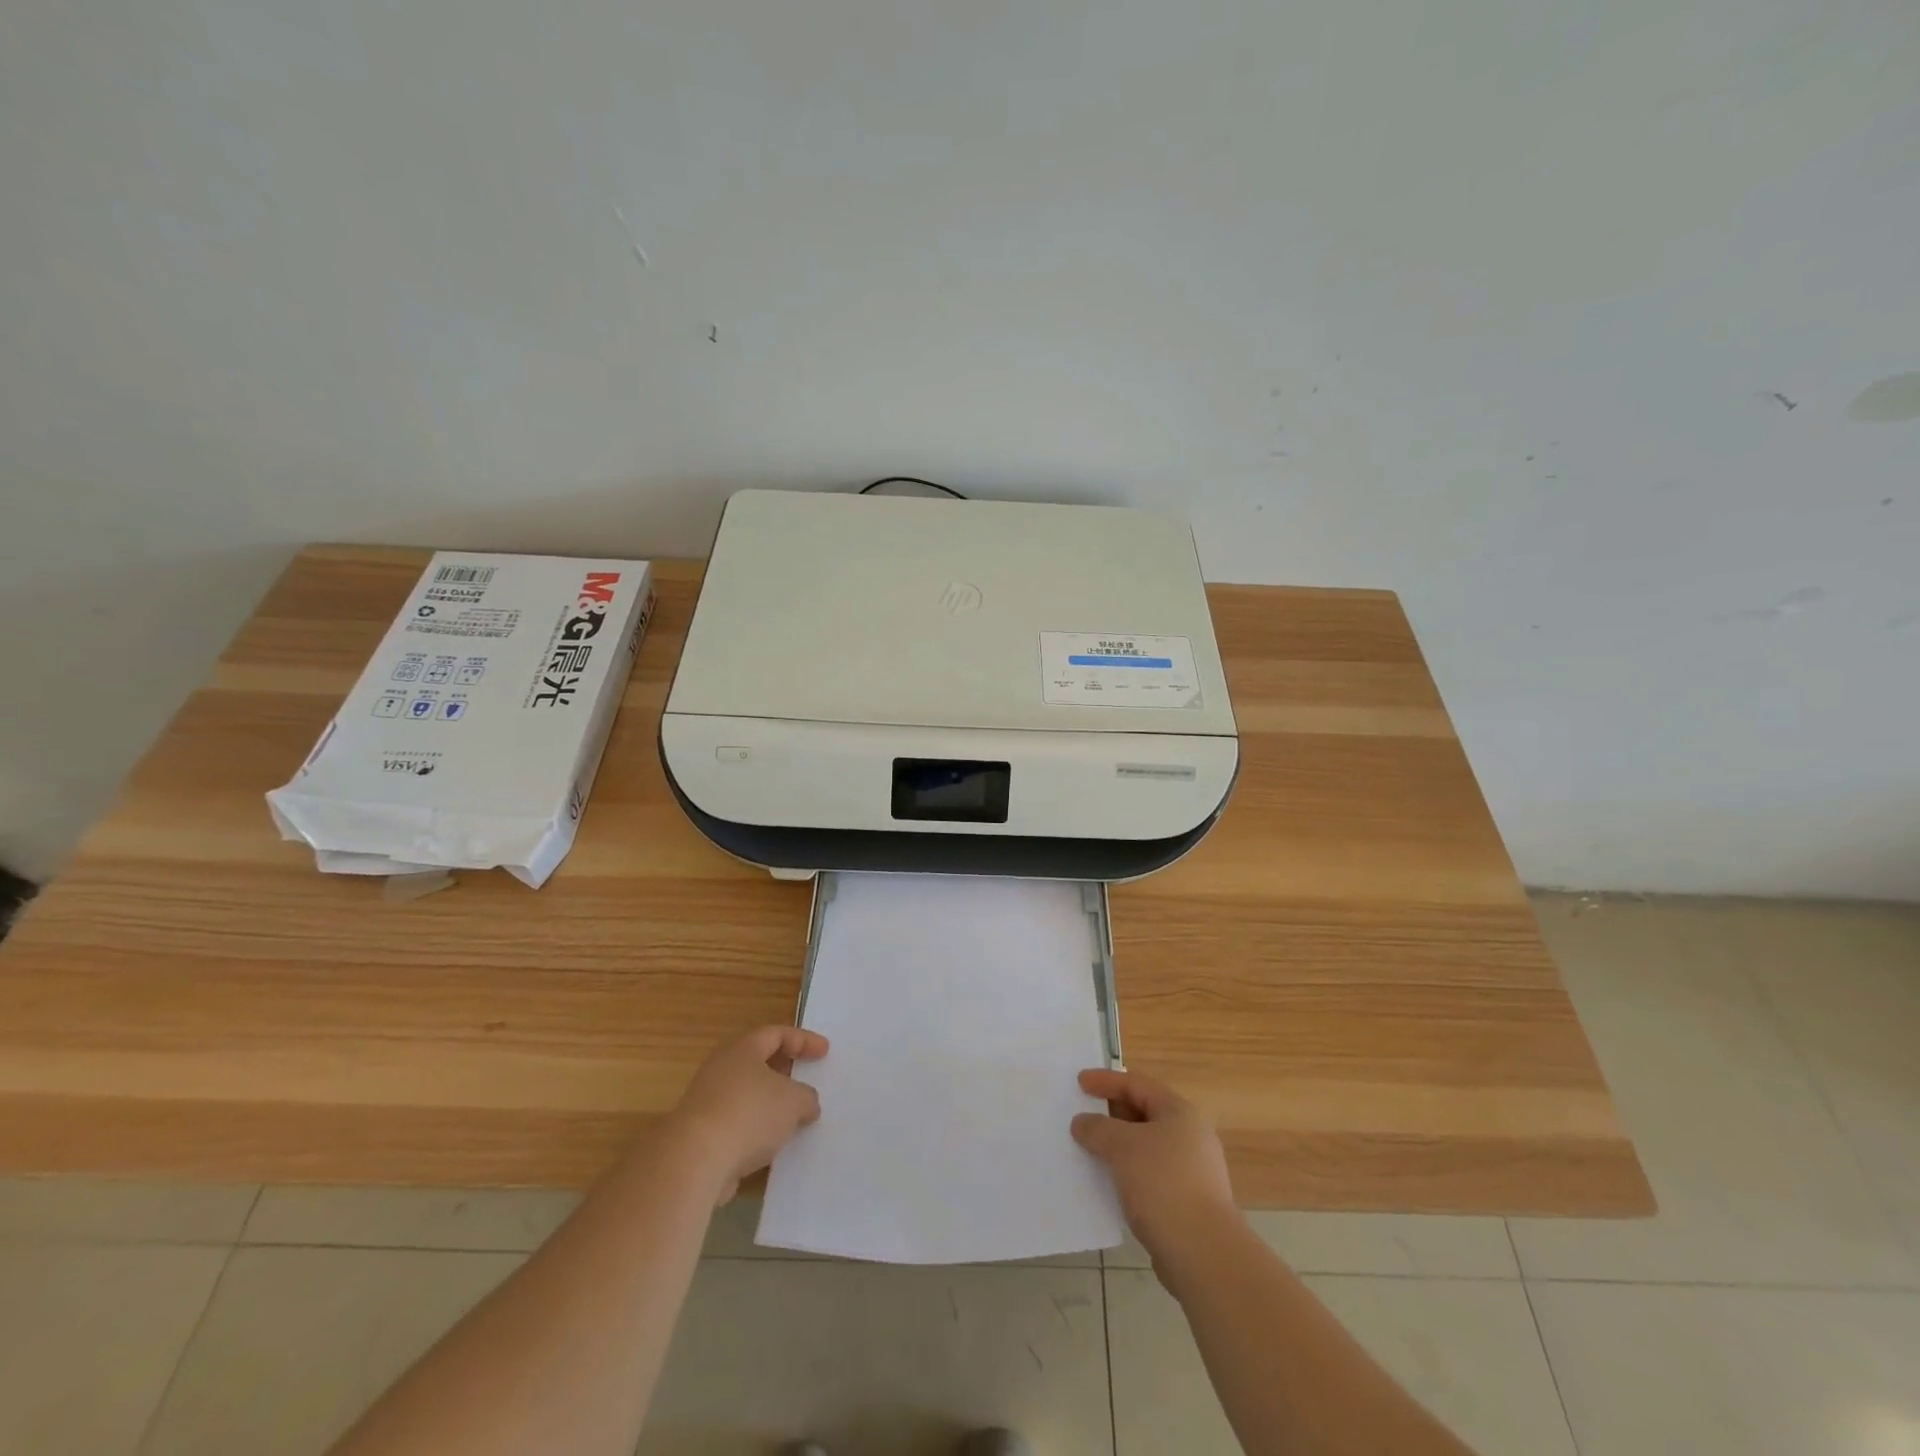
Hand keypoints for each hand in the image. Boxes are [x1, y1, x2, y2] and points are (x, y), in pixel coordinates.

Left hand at [667, 1026, 828, 1204]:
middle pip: (758, 1062)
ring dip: (770, 1105)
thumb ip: (807, 1097)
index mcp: (743, 1049)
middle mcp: (722, 1068)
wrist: (694, 1161)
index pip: (777, 1034)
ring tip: (794, 1118)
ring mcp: (707, 1102)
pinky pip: (737, 1124)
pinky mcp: (701, 1135)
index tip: (824, 1052)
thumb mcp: (794, 1101)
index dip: (803, 1040)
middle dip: (785, 1071)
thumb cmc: (749, 1114)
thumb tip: (806, 1103)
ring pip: (747, 1095)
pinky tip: (772, 1146)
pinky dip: (756, 1130)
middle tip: (806, 1079)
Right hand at [1072, 1068, 1238, 1264]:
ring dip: (1117, 1146)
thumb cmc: (1163, 1184)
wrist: (1203, 1254)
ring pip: (1145, 1147)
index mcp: (1180, 1113)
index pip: (1138, 1084)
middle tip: (1081, 1115)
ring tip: (1089, 1149)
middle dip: (1111, 1113)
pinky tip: (1107, 1183)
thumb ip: (1098, 1128)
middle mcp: (1190, 1136)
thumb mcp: (1122, 1147)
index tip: (1079, 1082)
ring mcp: (1191, 1171)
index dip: (1106, 1080)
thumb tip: (1082, 1123)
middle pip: (1144, 1113)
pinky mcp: (1186, 1202)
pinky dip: (1127, 1172)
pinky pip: (1148, 1175)